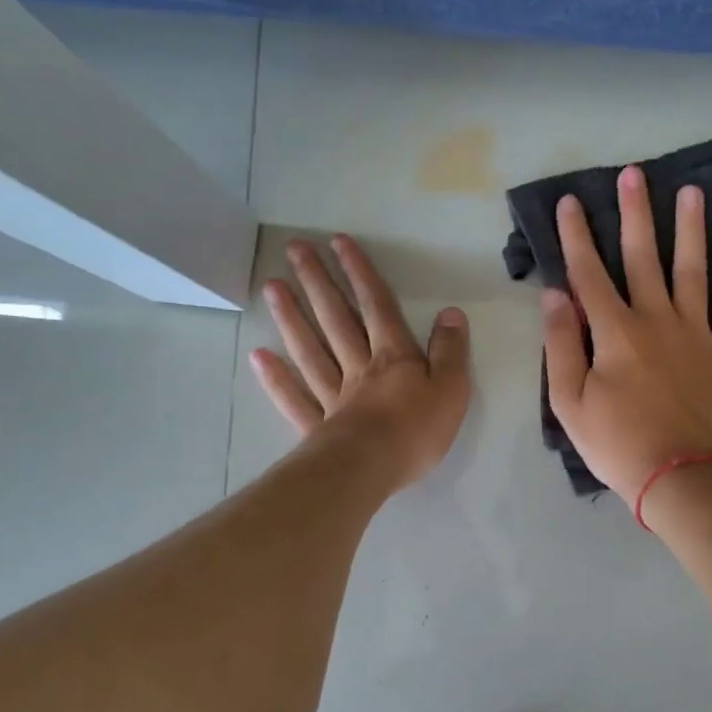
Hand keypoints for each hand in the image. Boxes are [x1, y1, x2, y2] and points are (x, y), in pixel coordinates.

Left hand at [251, 235, 470, 491]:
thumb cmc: (417, 430)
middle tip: (295, 250)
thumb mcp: (452, 388)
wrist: (371, 469)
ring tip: (272, 286)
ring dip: (292, 317)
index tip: (339, 242)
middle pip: (336, 319)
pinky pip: (294, 398)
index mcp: (394, 357)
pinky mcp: (317, 426)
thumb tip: (451, 313)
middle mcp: (359, 367)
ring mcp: (333, 396)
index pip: (377, 306)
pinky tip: (260, 356)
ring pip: (311, 350)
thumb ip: (451, 351)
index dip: (360, 273)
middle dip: (318, 282)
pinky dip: (277, 377)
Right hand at [542, 165, 711, 499]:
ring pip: (693, 270)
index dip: (577, 236)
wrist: (680, 477)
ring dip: (691, 229)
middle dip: (635, 214)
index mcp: (614, 332)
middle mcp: (656, 319)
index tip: (570, 202)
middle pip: (643, 257)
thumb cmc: (617, 444)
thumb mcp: (569, 402)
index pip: (589, 273)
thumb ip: (560, 345)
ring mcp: (696, 333)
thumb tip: (555, 295)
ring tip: (691, 191)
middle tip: (633, 174)